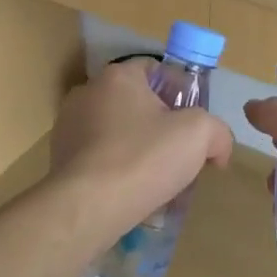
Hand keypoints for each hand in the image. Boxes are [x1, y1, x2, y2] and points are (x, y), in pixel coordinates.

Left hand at [50, 61, 233, 240]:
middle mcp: (87, 93)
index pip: (155, 69)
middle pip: (135, 102)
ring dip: (137, 148)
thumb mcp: (199, 135)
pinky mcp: (59, 158)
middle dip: (160, 125)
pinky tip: (130, 192)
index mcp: (118, 77)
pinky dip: (115, 168)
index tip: (196, 123)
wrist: (88, 207)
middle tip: (181, 154)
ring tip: (157, 179)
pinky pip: (97, 156)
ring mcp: (68, 126)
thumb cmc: (143, 158)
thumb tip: (218, 149)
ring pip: (116, 131)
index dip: (181, 91)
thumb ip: (217, 131)